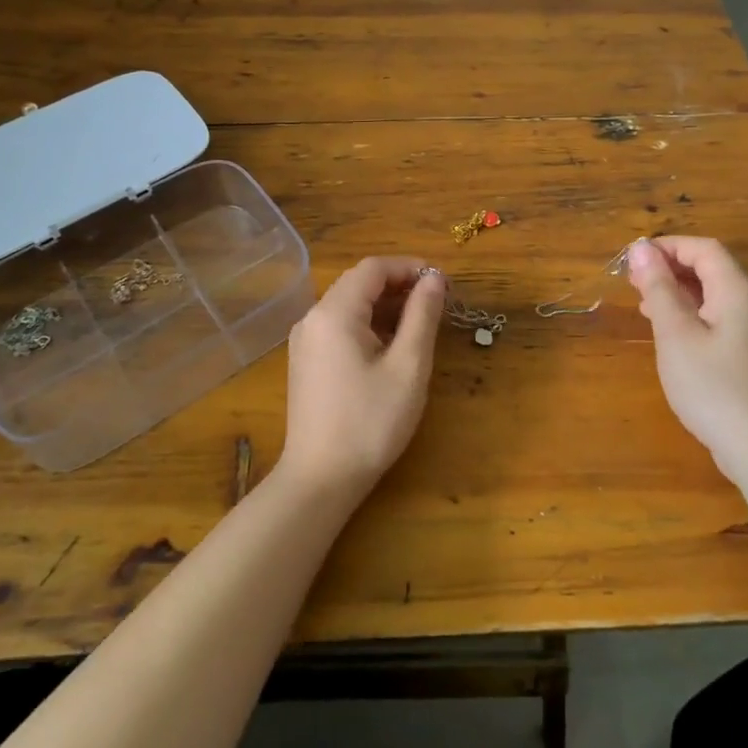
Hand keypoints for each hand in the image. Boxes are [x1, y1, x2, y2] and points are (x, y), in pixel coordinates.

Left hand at [278, 257, 445, 497]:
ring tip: (420, 325)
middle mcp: (313, 317)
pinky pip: (340, 326)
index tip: (442, 283)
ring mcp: (305, 341)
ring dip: (385, 306)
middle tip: (436, 303)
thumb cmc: (370, 422)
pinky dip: (368, 325)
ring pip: (350, 305)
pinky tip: (391, 347)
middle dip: (399, 285)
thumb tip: (435, 278)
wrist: (320, 480)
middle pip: (359, 282)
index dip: (410, 267)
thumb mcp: (408, 367)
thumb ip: (422, 315)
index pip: (374, 267)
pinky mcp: (306, 362)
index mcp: (334, 312)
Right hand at [626, 237, 747, 482]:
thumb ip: (658, 288)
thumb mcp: (675, 333)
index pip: (703, 249)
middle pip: (711, 268)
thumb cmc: (711, 385)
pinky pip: (719, 317)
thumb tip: (641, 249)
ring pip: (714, 294)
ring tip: (644, 303)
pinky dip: (691, 313)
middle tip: (633, 281)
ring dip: (678, 291)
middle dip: (670, 268)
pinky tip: (669, 332)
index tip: (633, 259)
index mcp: (737, 290)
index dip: (667, 246)